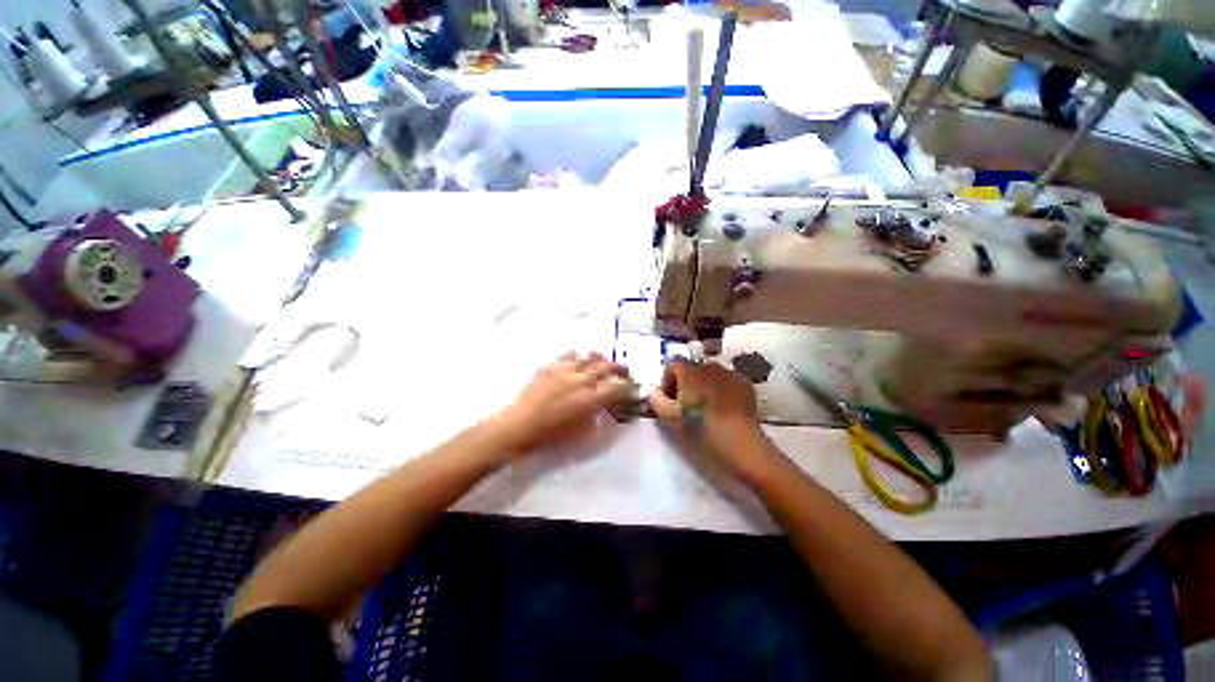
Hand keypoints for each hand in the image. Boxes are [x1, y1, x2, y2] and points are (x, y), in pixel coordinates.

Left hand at [492, 352, 634, 455]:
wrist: (517, 427)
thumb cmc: (550, 437)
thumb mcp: (581, 434)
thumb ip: (598, 418)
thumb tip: (607, 409)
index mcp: (590, 398)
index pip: (618, 387)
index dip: (629, 387)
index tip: (633, 388)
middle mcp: (581, 380)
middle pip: (607, 366)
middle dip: (619, 368)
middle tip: (625, 371)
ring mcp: (565, 370)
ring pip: (589, 356)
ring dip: (600, 359)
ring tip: (603, 362)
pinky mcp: (550, 367)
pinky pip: (568, 355)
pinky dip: (578, 357)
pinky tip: (578, 361)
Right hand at [647, 360, 772, 480]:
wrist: (741, 444)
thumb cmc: (700, 429)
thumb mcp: (669, 417)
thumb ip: (655, 399)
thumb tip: (653, 390)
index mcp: (688, 371)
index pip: (671, 365)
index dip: (667, 382)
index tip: (669, 401)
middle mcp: (708, 365)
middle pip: (691, 369)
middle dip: (685, 384)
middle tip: (686, 406)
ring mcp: (729, 373)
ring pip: (710, 375)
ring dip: (704, 386)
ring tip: (706, 408)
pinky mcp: (745, 384)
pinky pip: (727, 382)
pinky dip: (722, 390)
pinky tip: (723, 409)